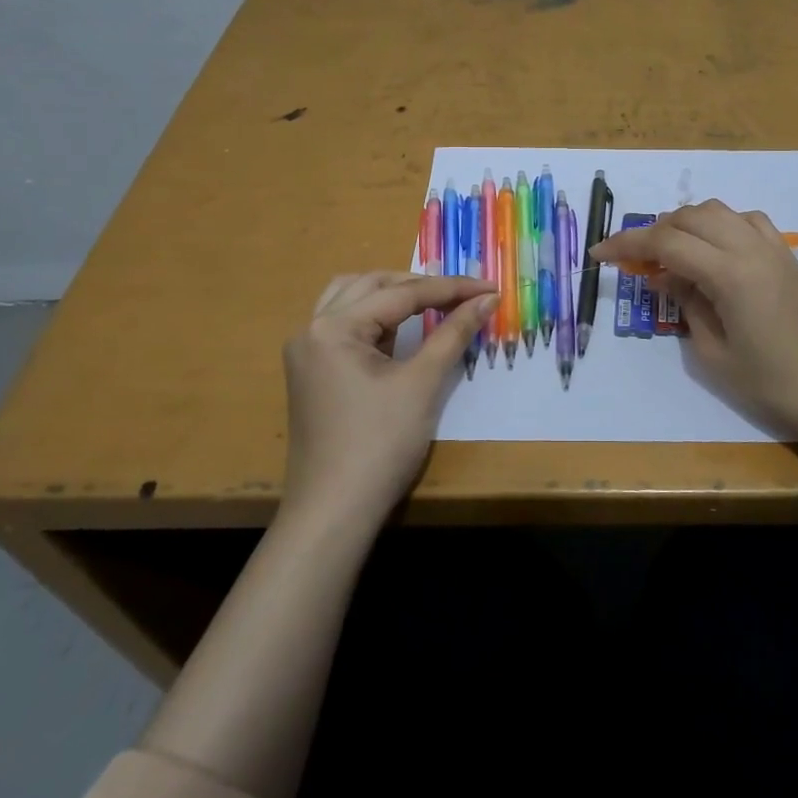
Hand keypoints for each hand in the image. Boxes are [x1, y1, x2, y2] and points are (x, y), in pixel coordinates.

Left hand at [281, 271, 497, 528]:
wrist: (334, 512)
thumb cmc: (380, 445)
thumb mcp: (422, 383)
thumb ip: (453, 333)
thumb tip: (487, 299)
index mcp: (333, 327)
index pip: (401, 293)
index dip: (450, 289)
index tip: (490, 286)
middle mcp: (312, 329)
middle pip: (371, 286)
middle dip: (420, 286)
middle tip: (464, 295)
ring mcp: (307, 352)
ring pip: (352, 300)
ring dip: (393, 295)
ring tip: (433, 303)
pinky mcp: (311, 372)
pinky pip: (345, 326)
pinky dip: (375, 319)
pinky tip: (402, 330)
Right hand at [590, 201, 797, 444]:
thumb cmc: (772, 385)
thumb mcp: (713, 354)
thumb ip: (686, 305)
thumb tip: (665, 277)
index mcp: (730, 274)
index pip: (667, 242)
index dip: (627, 243)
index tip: (599, 252)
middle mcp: (752, 248)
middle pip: (691, 216)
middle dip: (655, 230)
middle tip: (635, 259)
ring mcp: (775, 249)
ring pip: (719, 211)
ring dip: (687, 223)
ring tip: (671, 253)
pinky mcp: (789, 257)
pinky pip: (747, 221)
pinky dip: (720, 225)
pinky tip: (714, 252)